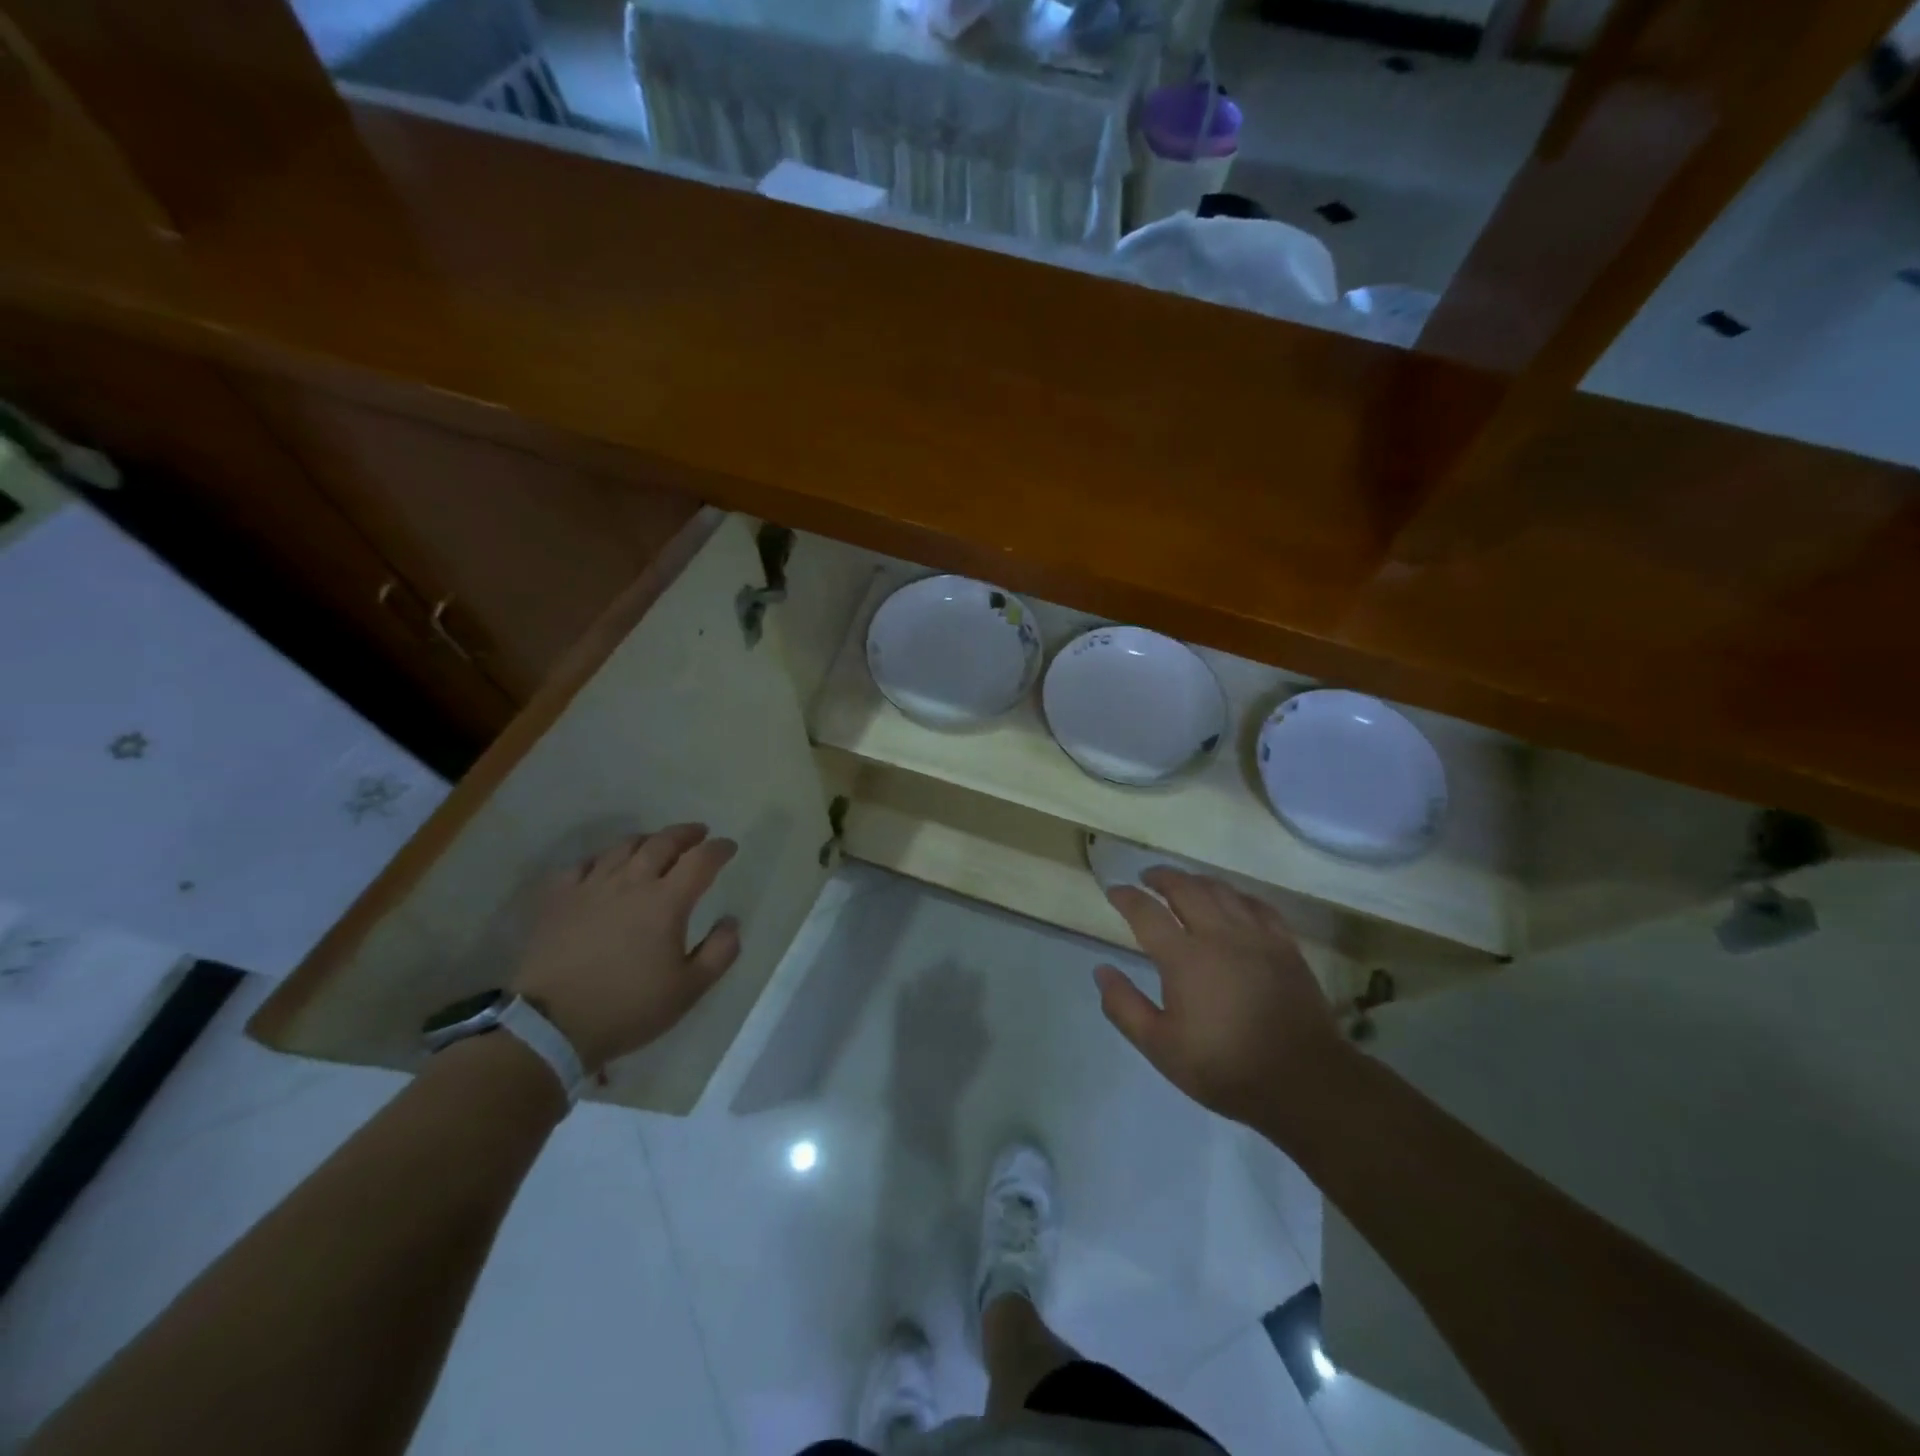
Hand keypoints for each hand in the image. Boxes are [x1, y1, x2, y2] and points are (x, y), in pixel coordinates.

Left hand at [511, 824, 740, 1074]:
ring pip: (623, 847)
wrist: (550, 1026)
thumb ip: (719, 952)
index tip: (729, 847)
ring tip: (656, 845)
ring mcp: (591, 886)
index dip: (719, 849)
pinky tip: (605, 867)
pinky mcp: (558, 898)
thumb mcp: (689, 990)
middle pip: (663, 842)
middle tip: (699, 834)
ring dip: (647, 840)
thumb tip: (731, 921)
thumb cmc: (627, 1008)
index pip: (701, 860)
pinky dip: (602, 859)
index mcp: (666, 902)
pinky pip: (583, 864)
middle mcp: (631, 883)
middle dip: (686, 834)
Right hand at [1094, 868, 1349, 1128]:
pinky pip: (1258, 905)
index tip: (1114, 891)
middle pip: (1185, 888)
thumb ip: (1124, 1006)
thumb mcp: (1160, 1047)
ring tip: (1184, 883)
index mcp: (1184, 957)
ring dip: (1196, 880)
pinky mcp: (1285, 946)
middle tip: (1147, 877)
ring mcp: (1256, 937)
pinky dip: (1237, 895)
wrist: (1303, 1080)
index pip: (1146, 912)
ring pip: (1222, 890)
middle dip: (1161, 877)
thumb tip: (1101, 970)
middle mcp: (1218, 935)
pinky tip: (1233, 901)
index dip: (1126, 897)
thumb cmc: (1224, 1067)